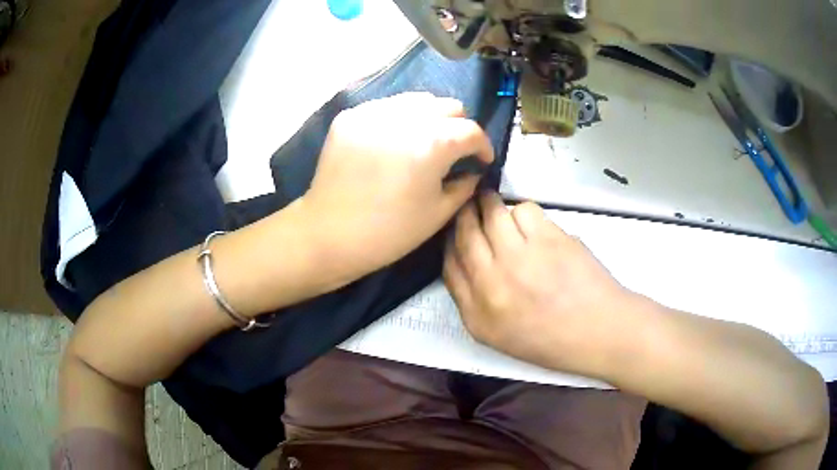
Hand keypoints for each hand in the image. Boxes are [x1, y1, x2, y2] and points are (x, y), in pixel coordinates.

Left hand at [303, 93, 493, 277]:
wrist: (328, 234)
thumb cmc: (389, 232)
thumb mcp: (438, 213)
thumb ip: (464, 185)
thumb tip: (473, 170)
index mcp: (433, 143)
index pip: (471, 130)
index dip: (483, 145)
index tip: (482, 159)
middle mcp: (405, 117)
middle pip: (448, 106)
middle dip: (458, 127)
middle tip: (453, 150)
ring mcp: (374, 112)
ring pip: (417, 100)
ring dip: (430, 118)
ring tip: (424, 141)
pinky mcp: (351, 116)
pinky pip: (387, 107)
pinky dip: (399, 119)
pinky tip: (393, 142)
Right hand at [443, 193, 643, 374]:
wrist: (598, 332)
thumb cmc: (553, 340)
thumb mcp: (500, 336)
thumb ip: (475, 302)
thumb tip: (466, 261)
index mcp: (478, 314)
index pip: (449, 265)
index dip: (450, 241)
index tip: (456, 231)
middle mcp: (492, 283)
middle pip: (465, 233)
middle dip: (465, 213)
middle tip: (471, 204)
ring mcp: (520, 259)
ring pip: (492, 213)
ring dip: (492, 205)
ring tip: (499, 206)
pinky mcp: (548, 240)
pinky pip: (523, 210)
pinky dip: (523, 212)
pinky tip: (532, 225)